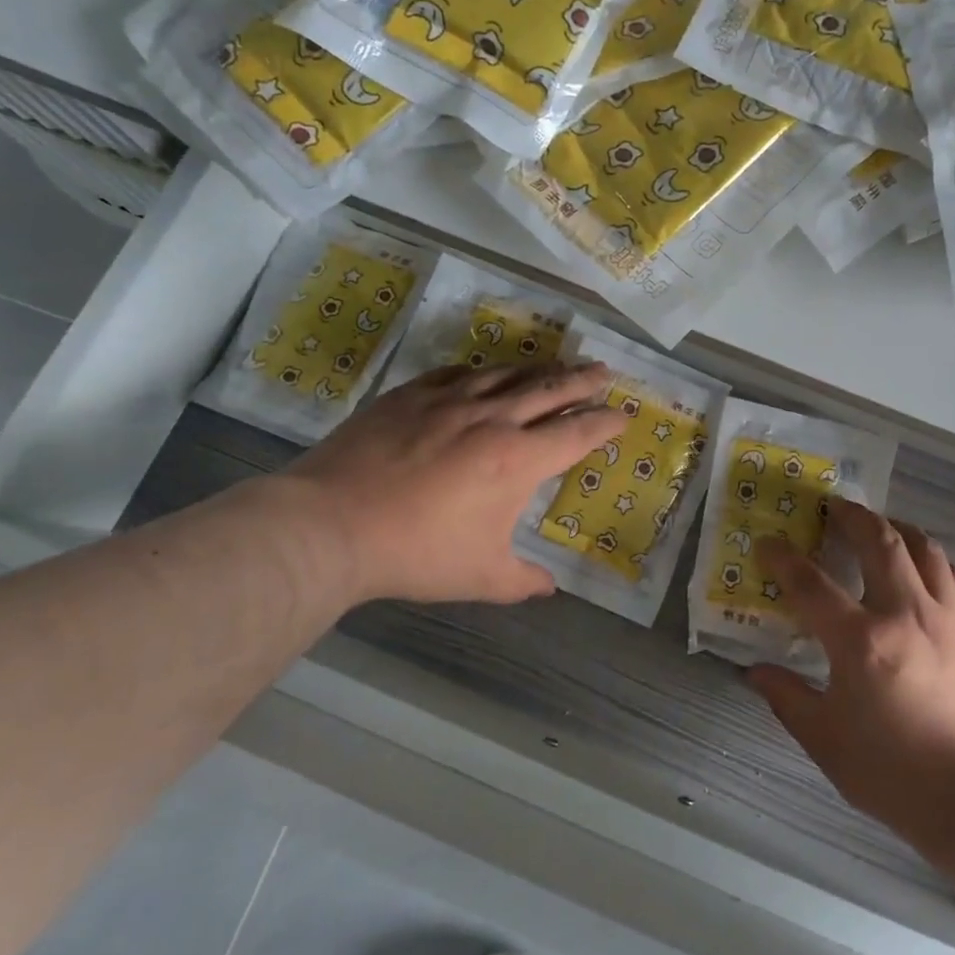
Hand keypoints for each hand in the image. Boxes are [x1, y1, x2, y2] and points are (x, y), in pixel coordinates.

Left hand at [282, 362, 623, 606]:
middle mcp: (493, 419)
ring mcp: (450, 401)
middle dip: (584, 380)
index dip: (605, 422)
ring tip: (557, 365)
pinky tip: (485, 372)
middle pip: (551, 390)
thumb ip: (523, 581)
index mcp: (519, 460)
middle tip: (604, 370)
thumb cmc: (417, 553)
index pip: (577, 433)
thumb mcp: (481, 578)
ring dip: (539, 369)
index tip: (622, 414)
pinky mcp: (411, 395)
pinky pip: (457, 373)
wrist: (331, 525)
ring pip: (507, 374)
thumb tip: (550, 589)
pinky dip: (482, 371)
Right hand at [749, 498, 954, 870]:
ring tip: (881, 524)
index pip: (811, 584)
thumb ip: (788, 699)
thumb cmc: (895, 774)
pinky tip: (925, 563)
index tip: (768, 543)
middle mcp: (905, 613)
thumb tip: (754, 673)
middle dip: (852, 516)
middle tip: (834, 506)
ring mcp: (948, 618)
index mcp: (860, 641)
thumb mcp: (827, 742)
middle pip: (879, 542)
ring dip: (897, 527)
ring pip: (924, 549)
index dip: (783, 558)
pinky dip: (934, 558)